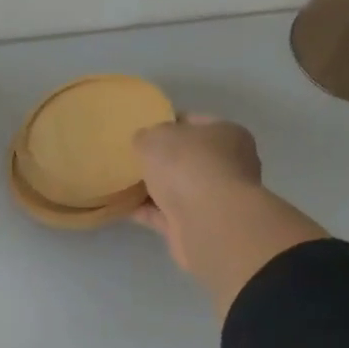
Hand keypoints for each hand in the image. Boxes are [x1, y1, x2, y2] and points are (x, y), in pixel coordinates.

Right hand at [133, 116, 327, 316]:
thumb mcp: (156, 137)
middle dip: (159, 159)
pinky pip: (166, 214)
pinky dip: (147, 211)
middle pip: (186, 158)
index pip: (193, 122)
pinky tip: (123, 207)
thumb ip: (146, 136)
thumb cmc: (188, 166)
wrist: (208, 222)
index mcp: (226, 134)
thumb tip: (144, 142)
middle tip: (129, 157)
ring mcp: (215, 198)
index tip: (141, 129)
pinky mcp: (198, 225)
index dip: (166, 122)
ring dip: (152, 187)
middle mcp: (227, 165)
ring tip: (121, 182)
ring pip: (177, 188)